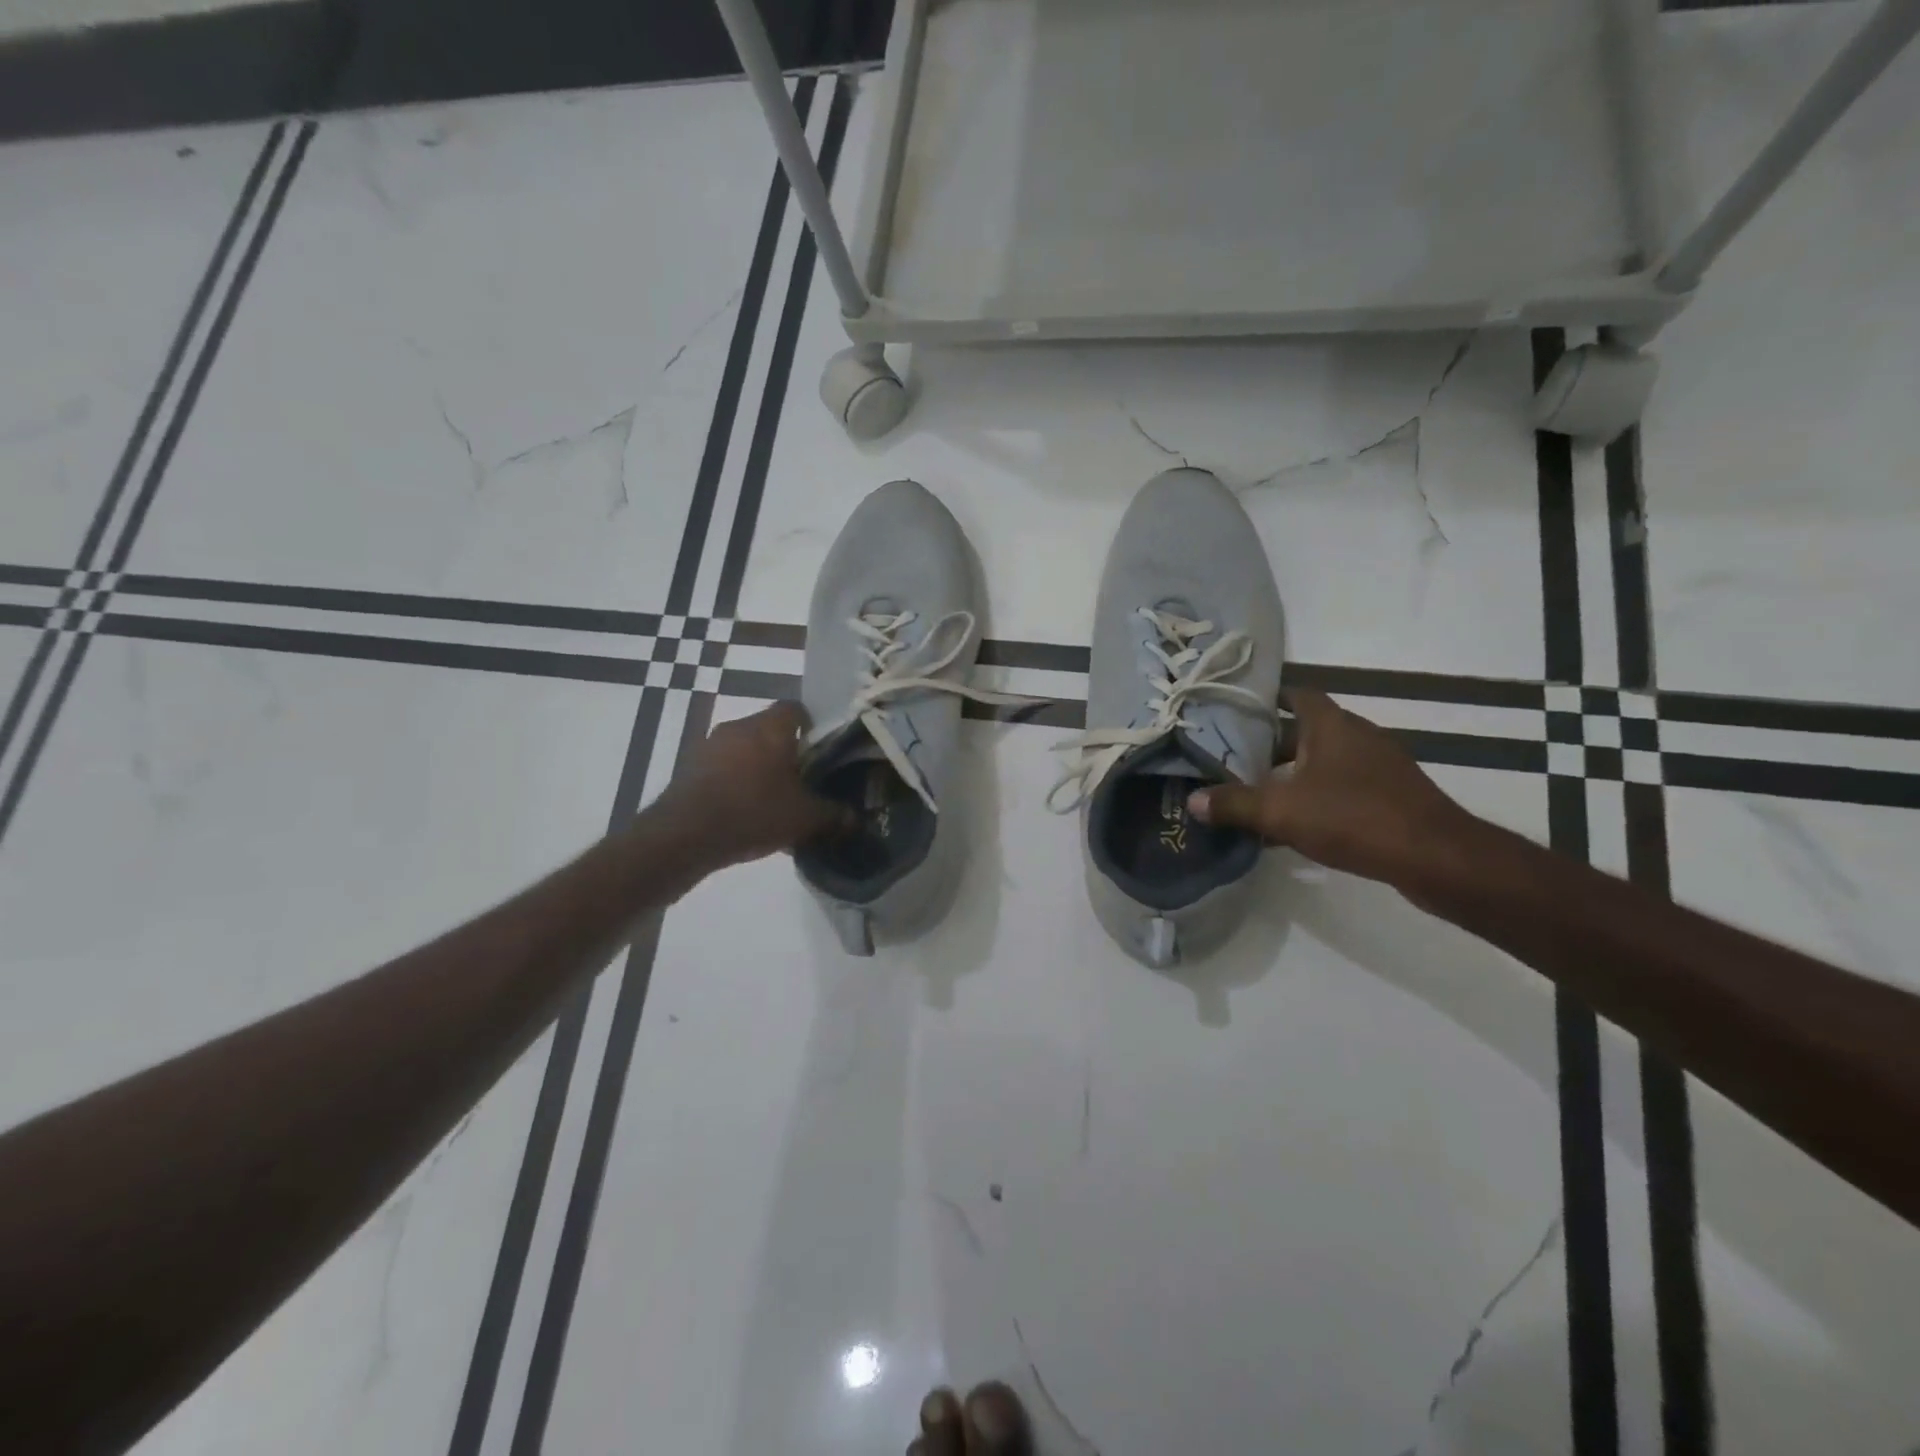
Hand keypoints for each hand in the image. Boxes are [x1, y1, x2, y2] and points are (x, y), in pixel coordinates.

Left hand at [654, 701, 850, 867]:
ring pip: (744, 747)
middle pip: (769, 728)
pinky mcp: (689, 766)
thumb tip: (855, 818)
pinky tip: (743, 810)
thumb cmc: (754, 813)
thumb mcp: (805, 818)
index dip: (812, 727)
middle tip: (801, 779)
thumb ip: (834, 815)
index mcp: (771, 728)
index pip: (796, 709)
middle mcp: (739, 726)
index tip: (820, 751)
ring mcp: (709, 744)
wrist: (685, 835)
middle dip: (785, 750)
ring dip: (757, 766)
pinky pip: (722, 766)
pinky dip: (734, 780)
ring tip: (771, 798)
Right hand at [1187, 688, 1476, 886]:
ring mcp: (1380, 766)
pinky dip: (1318, 797)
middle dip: (1270, 745)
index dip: (1266, 699)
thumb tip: (1193, 801)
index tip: (1235, 711)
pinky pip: (1344, 787)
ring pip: (1324, 761)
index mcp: (1331, 725)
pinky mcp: (1392, 796)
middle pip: (1305, 731)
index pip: (1296, 694)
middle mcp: (1357, 736)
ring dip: (1294, 774)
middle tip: (1234, 760)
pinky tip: (1297, 825)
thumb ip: (1234, 804)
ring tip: (1257, 793)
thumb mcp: (1281, 811)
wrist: (1436, 858)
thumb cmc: (1354, 817)